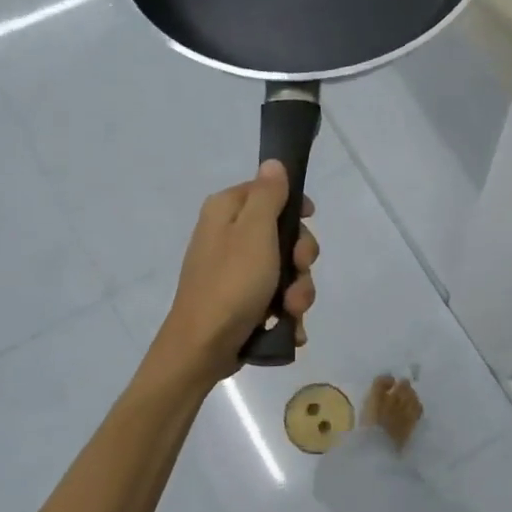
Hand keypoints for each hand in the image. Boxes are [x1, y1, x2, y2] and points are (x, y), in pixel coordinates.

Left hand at [152, 161, 318, 384]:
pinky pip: (276, 298)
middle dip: (300, 259)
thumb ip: (268, 195)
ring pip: (285, 270)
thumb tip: (273, 162)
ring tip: (291, 311)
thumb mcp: (255, 232)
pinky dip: (286, 312)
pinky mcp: (240, 302)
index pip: (269, 191)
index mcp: (226, 211)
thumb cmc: (231, 283)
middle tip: (298, 272)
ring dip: (298, 291)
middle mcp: (228, 236)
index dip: (295, 208)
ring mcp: (234, 272)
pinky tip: (289, 327)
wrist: (203, 348)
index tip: (309, 223)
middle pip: (283, 234)